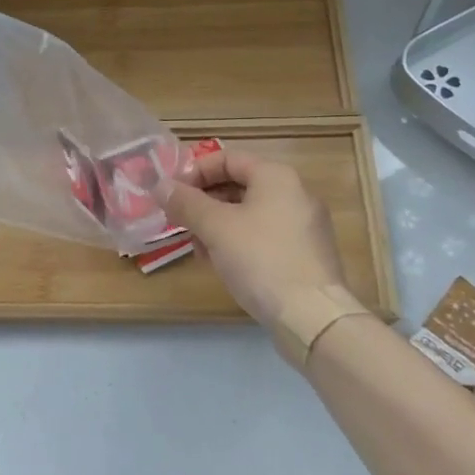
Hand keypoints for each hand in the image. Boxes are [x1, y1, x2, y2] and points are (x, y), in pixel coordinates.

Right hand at [162, 147, 347, 329]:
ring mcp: (304, 224)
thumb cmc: (261, 260)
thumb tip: (161, 186)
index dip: (195, 172)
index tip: (171, 194)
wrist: (312, 317)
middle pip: (239, 185)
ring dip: (218, 224)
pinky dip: (240, 241)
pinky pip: (265, 235)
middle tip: (179, 222)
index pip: (227, 158)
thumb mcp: (216, 228)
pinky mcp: (306, 253)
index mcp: (276, 176)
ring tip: (198, 248)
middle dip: (204, 202)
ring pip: (250, 212)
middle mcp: (295, 192)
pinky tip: (223, 264)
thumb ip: (186, 203)